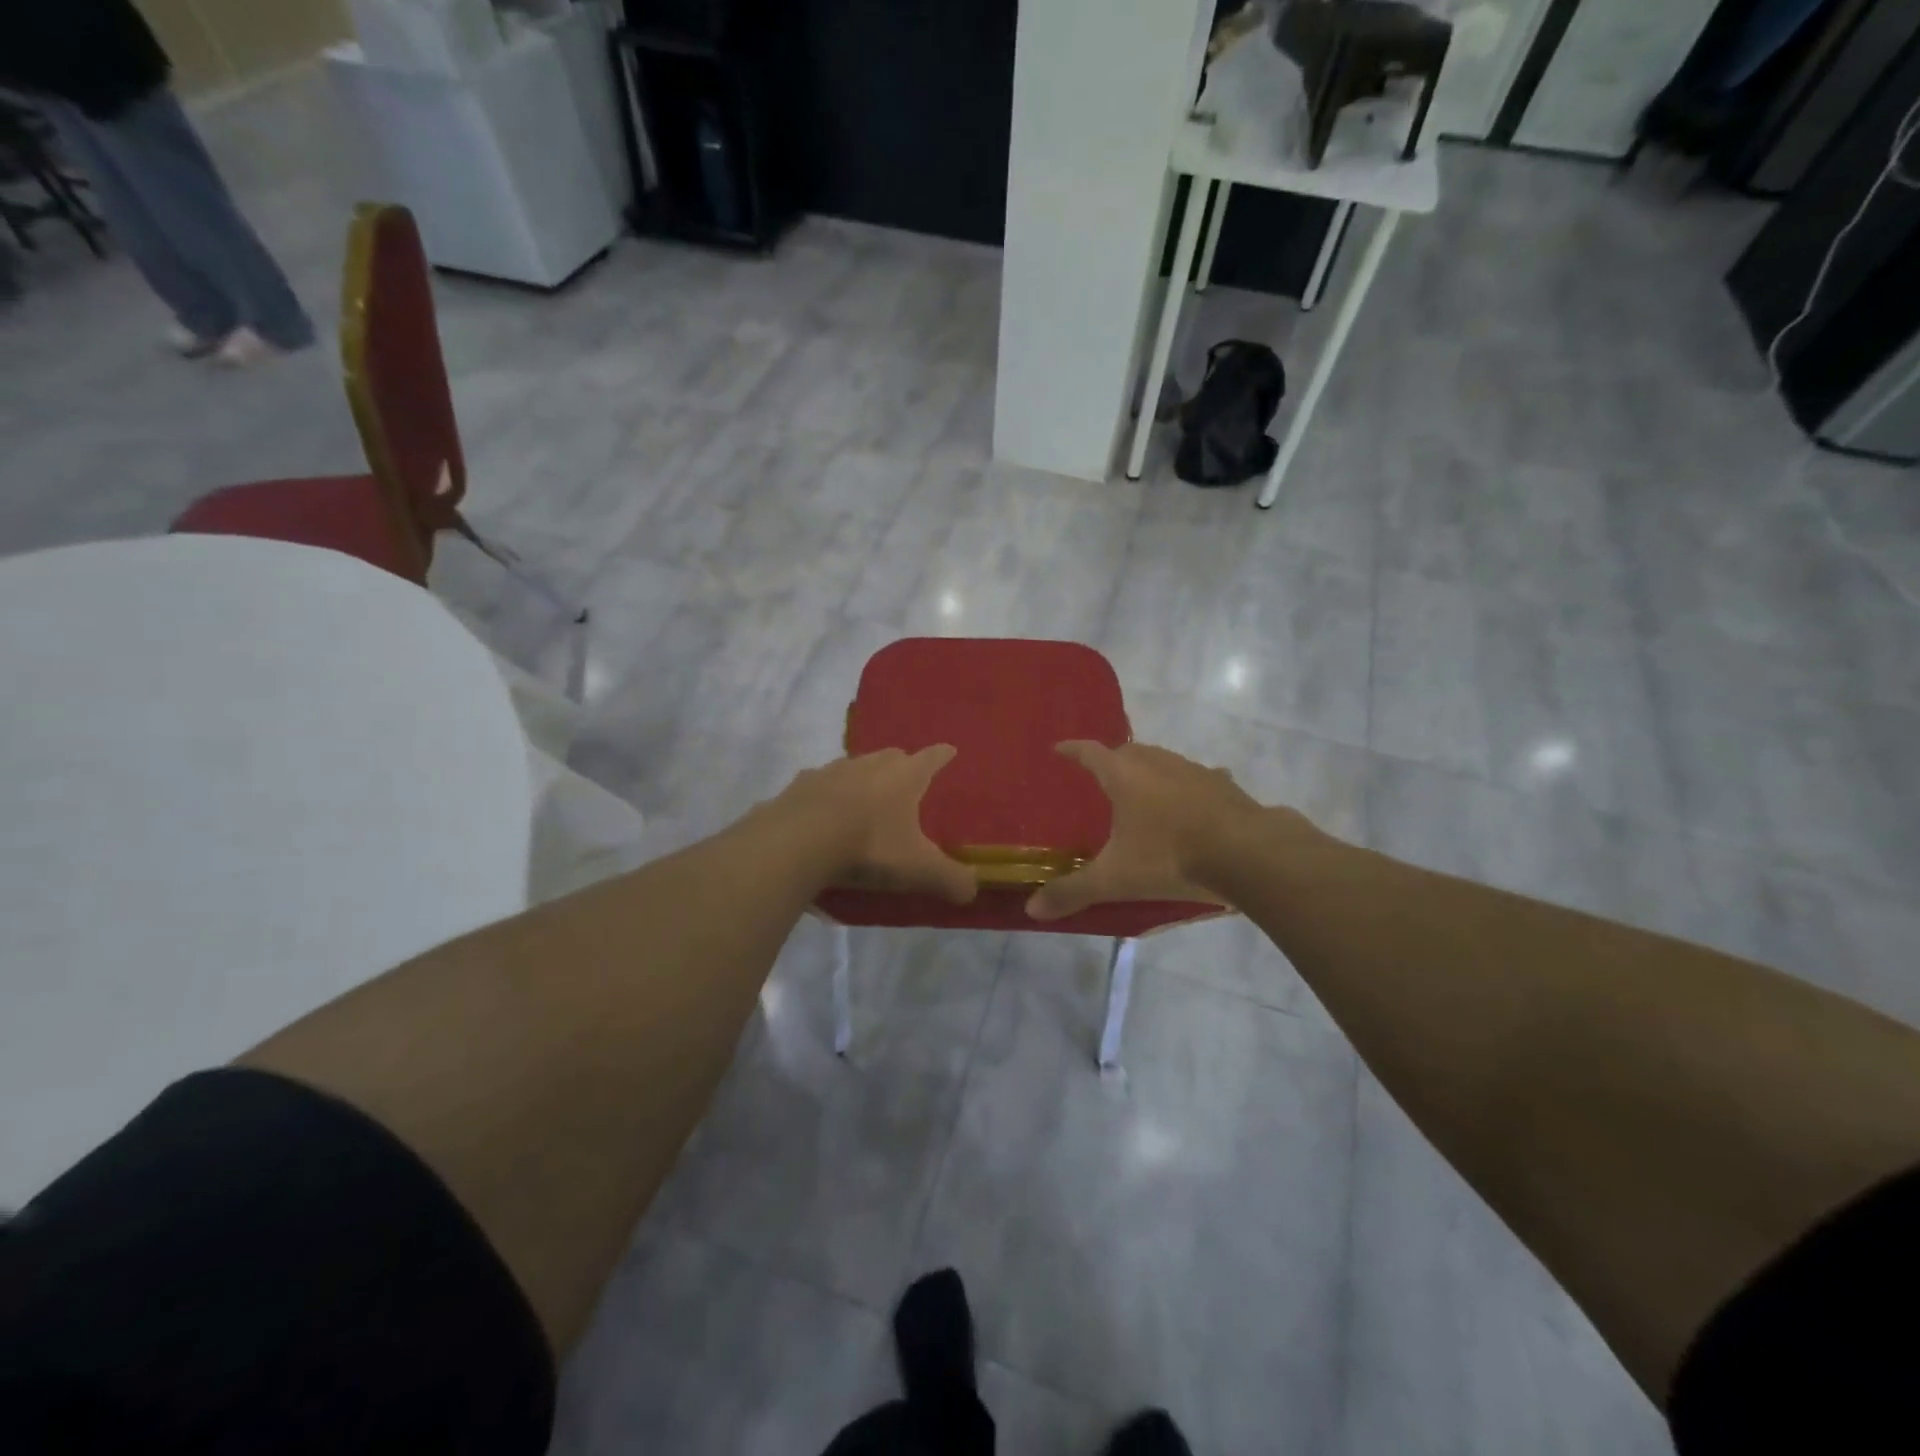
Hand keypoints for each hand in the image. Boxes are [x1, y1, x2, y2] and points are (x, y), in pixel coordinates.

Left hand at [771, 746, 976, 903]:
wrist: (798, 841)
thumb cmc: (869, 846)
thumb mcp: (918, 869)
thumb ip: (950, 879)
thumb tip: (972, 890)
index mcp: (904, 776)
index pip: (932, 757)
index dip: (943, 755)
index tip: (949, 751)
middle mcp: (870, 764)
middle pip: (892, 756)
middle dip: (901, 766)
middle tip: (906, 784)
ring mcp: (831, 770)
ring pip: (854, 766)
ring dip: (862, 778)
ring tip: (864, 801)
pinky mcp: (799, 785)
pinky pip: (819, 785)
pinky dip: (826, 795)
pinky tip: (823, 815)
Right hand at [1026, 741, 1270, 919]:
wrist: (1246, 854)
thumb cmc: (1170, 857)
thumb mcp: (1115, 879)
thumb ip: (1073, 891)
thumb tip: (1031, 909)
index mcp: (1124, 775)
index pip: (1089, 752)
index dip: (1072, 750)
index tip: (1058, 749)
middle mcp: (1157, 763)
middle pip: (1127, 752)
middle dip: (1111, 760)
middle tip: (1100, 777)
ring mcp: (1194, 770)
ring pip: (1163, 761)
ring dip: (1149, 770)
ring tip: (1142, 789)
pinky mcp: (1223, 786)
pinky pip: (1199, 778)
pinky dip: (1188, 786)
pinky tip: (1193, 801)